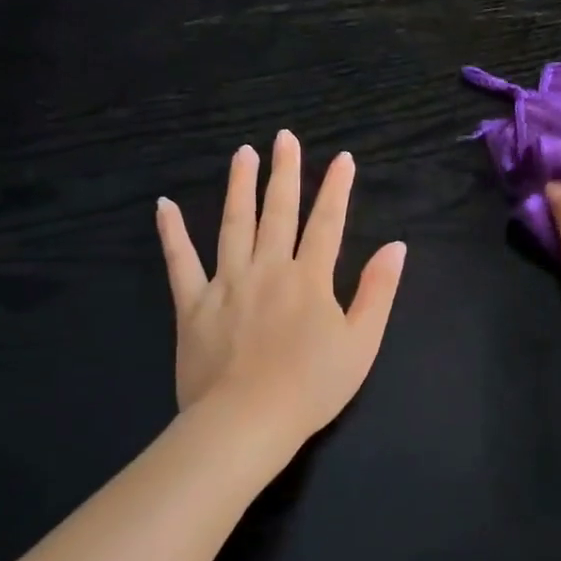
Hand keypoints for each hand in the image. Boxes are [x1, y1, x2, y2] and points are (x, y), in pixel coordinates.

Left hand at [156, 131, 406, 445]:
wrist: (247, 422)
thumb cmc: (312, 387)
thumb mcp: (362, 343)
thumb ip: (378, 291)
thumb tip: (395, 246)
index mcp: (310, 279)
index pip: (327, 223)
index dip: (336, 189)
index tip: (342, 158)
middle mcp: (268, 269)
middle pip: (278, 212)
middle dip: (285, 173)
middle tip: (285, 138)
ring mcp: (226, 284)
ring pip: (233, 224)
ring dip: (239, 187)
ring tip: (243, 153)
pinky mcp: (192, 305)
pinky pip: (180, 263)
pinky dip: (172, 234)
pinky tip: (164, 206)